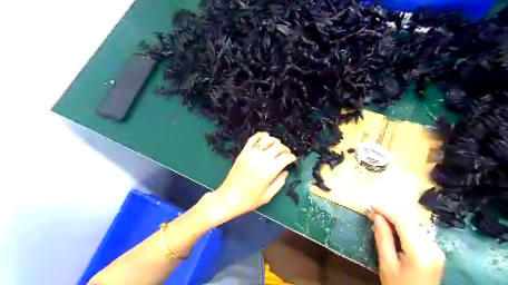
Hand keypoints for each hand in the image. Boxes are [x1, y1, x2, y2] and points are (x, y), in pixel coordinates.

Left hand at [211, 132, 295, 220]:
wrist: (228, 199)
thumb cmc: (249, 201)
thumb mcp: (268, 196)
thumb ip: (279, 182)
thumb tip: (286, 171)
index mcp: (268, 172)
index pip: (285, 157)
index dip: (292, 157)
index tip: (293, 160)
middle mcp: (260, 160)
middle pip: (278, 147)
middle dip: (285, 149)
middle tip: (286, 154)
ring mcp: (250, 155)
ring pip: (266, 140)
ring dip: (275, 141)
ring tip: (277, 147)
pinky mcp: (242, 153)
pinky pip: (252, 139)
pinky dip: (260, 135)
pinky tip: (265, 136)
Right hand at [369, 206, 444, 284]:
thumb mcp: (386, 263)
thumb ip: (382, 238)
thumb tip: (376, 216)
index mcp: (420, 252)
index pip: (403, 222)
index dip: (386, 211)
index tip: (371, 206)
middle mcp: (432, 247)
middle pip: (409, 221)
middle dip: (389, 214)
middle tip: (372, 213)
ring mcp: (436, 249)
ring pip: (413, 224)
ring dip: (395, 219)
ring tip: (378, 220)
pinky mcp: (434, 250)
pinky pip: (416, 231)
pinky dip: (402, 227)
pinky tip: (391, 228)